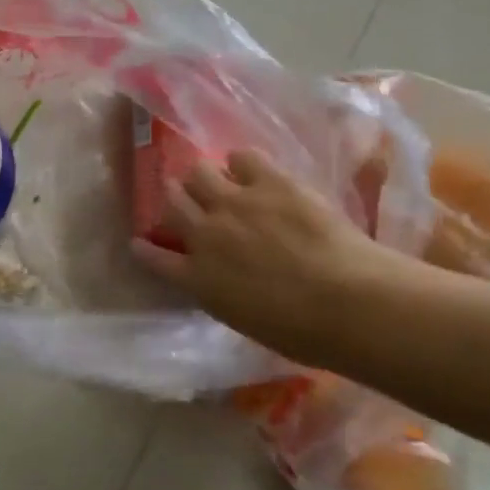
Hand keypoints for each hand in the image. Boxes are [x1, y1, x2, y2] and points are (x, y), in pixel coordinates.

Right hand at [133, 149, 430, 363]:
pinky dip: (242, 163)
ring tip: (219, 180)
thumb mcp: (245, 320)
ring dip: (203, 177)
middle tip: (188, 201)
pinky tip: (252, 170)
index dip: (146, 249)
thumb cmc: (303, 332)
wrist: (349, 303)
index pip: (156, 258)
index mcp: (198, 279)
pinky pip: (241, 157)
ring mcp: (234, 204)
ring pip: (197, 172)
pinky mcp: (269, 182)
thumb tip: (222, 278)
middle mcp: (205, 235)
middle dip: (175, 199)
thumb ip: (222, 292)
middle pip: (171, 203)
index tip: (141, 243)